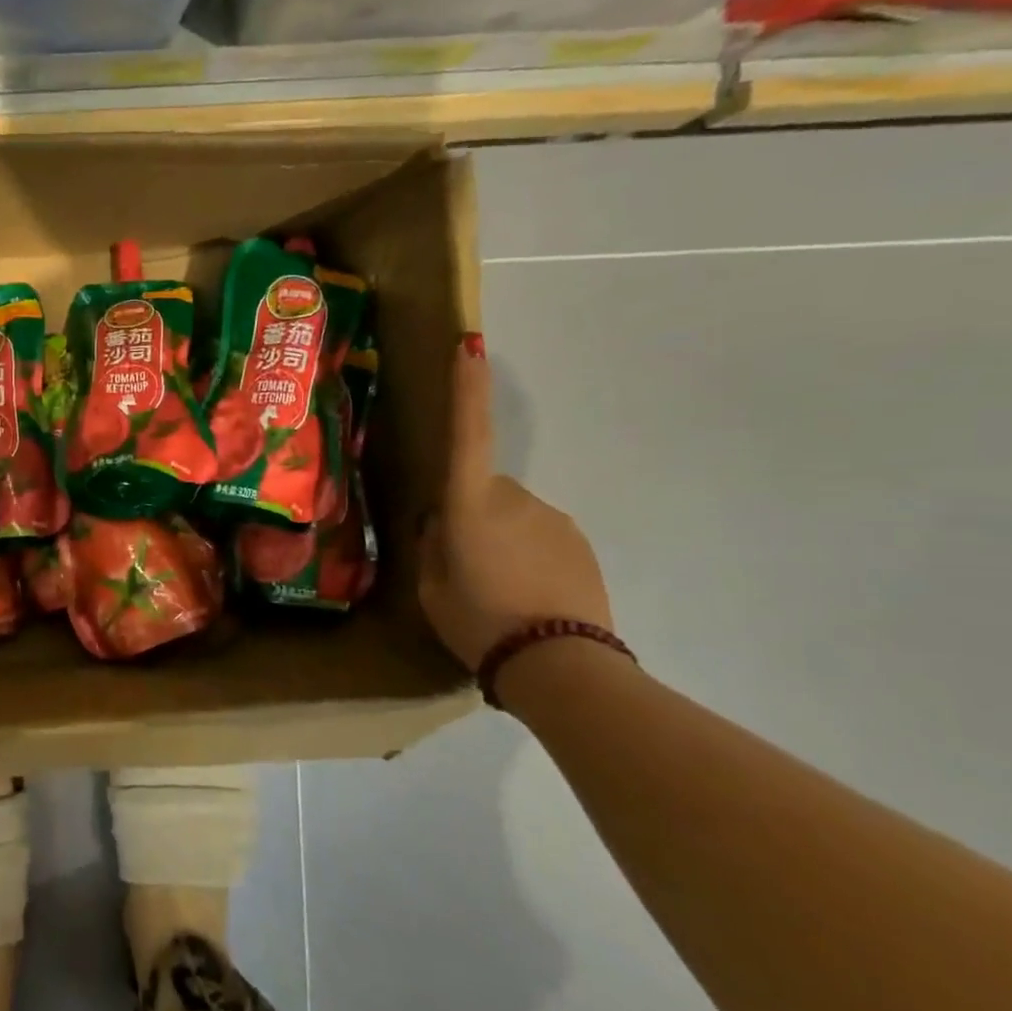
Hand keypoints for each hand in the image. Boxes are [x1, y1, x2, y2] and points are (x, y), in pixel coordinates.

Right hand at [419, 337, 612, 669]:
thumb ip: (432, 547)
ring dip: (501, 540)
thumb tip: (440, 524)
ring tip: (498, 592)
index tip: (471, 344)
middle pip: (483, 490)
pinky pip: (540, 537)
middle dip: (472, 515)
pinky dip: (528, 558)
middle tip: (463, 567)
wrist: (561, 666)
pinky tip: (526, 597)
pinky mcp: (580, 543)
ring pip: (512, 516)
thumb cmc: (478, 621)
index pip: (468, 434)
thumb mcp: (431, 588)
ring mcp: (553, 519)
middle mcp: (515, 498)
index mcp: (470, 504)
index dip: (467, 389)